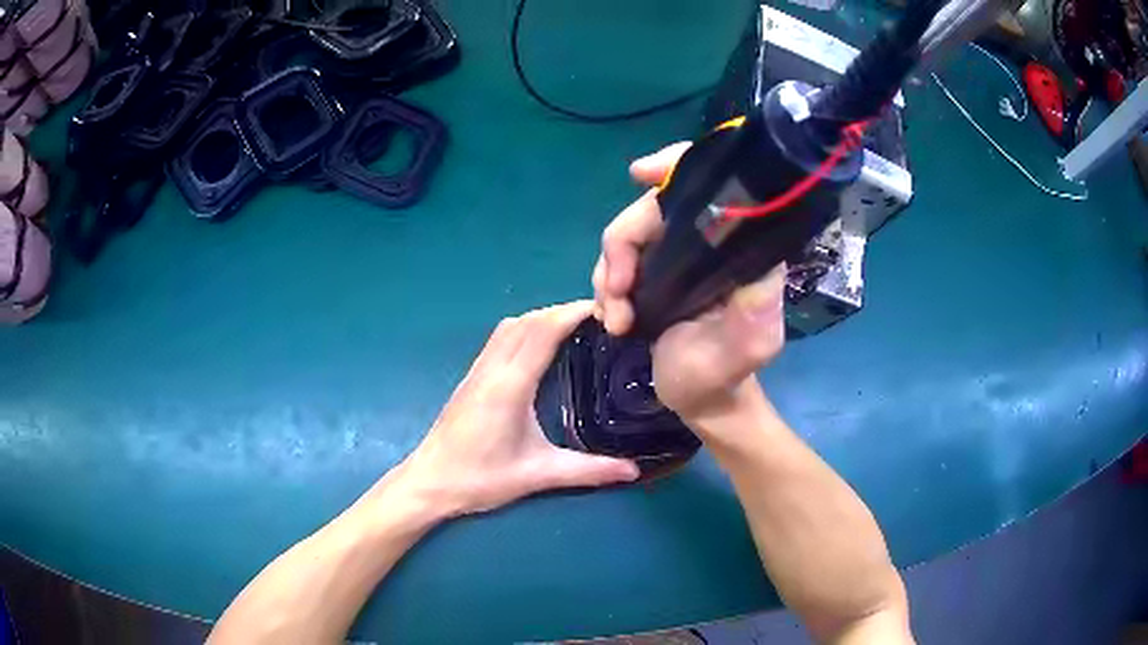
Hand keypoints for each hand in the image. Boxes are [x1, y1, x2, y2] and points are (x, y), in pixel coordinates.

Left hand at [393, 301, 639, 517]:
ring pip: (509, 327)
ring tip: (572, 328)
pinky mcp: (470, 379)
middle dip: (562, 311)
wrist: (429, 483)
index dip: (572, 313)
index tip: (604, 310)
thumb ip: (587, 471)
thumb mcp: (537, 475)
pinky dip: (524, 330)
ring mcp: (477, 371)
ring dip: (541, 318)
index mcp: (509, 385)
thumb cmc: (480, 479)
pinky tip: (538, 348)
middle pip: (527, 321)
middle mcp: (491, 369)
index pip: (542, 331)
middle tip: (597, 320)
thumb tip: (633, 471)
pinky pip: (499, 339)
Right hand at [592, 143, 786, 423]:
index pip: (711, 183)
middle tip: (616, 292)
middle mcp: (707, 242)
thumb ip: (755, 313)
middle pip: (652, 208)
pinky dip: (605, 287)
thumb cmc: (723, 375)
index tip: (639, 174)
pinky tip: (612, 320)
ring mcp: (674, 257)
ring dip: (608, 275)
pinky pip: (615, 261)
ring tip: (616, 320)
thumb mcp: (747, 348)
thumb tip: (757, 268)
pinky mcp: (651, 274)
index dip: (675, 164)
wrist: (697, 401)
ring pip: (626, 235)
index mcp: (738, 248)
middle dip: (623, 246)